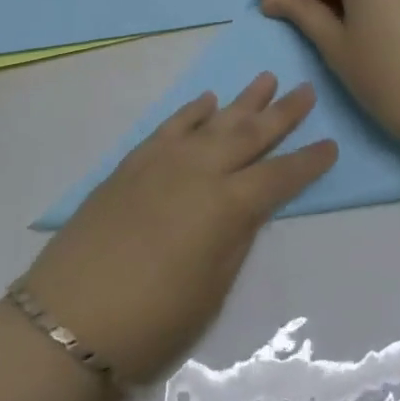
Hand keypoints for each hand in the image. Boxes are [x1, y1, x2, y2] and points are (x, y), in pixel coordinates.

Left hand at [21, 74, 336, 386]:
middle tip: (305, 90)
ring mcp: (163, 162)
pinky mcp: (133, 163)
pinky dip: (192, 112)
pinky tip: (207, 101)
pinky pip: (170, 126)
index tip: (330, 144)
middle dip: (281, 114)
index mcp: (226, 206)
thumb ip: (235, 239)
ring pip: (213, 121)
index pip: (279, 176)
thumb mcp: (212, 289)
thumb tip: (248, 206)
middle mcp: (199, 171)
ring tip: (266, 79)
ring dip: (242, 101)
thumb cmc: (152, 321)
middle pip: (249, 135)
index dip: (307, 162)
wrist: (69, 317)